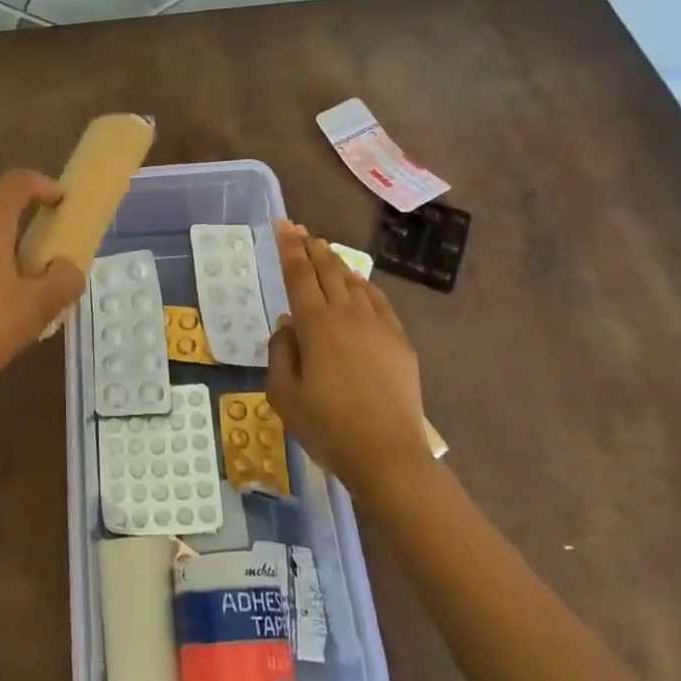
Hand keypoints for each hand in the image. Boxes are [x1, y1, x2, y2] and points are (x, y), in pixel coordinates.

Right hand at [267, 222, 428, 497]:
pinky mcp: (399, 341)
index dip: (289, 248)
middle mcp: (347, 314)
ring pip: (354, 282)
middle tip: (300, 230)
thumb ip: (280, 353)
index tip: (283, 226)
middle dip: (311, 247)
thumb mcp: (284, 395)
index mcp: (315, 324)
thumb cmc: (327, 427)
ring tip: (324, 250)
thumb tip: (287, 325)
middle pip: (327, 270)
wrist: (388, 455)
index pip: (299, 275)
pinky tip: (359, 284)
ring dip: (336, 263)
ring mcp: (378, 325)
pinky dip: (364, 286)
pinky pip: (379, 301)